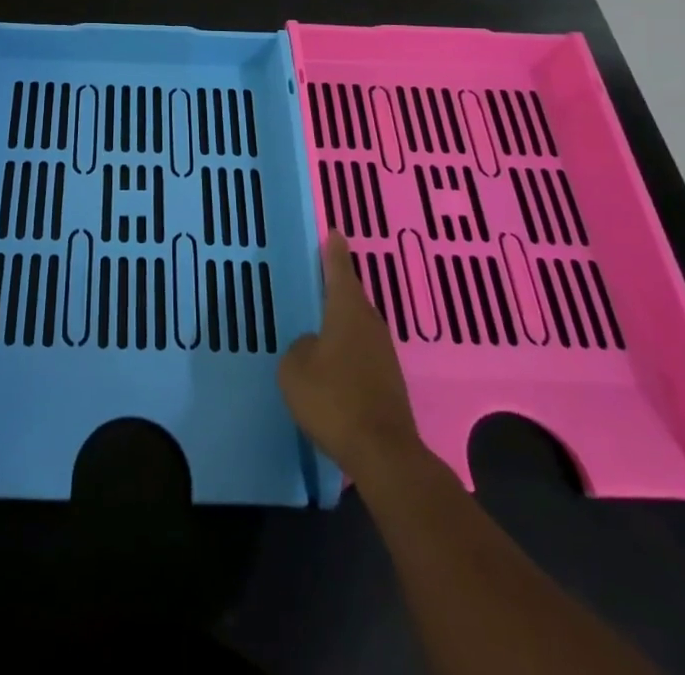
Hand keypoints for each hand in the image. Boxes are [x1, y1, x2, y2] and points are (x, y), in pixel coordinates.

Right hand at [280, 230, 422, 476]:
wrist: (383, 453)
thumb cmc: (334, 399)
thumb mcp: (295, 368)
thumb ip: (299, 348)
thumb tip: (312, 345)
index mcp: (347, 311)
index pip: (339, 270)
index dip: (334, 252)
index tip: (335, 232)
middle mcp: (370, 324)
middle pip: (352, 297)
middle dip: (338, 287)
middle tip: (320, 277)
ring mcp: (384, 354)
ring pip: (359, 326)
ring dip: (343, 321)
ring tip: (322, 321)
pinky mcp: (389, 382)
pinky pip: (363, 352)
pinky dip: (349, 349)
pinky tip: (334, 363)